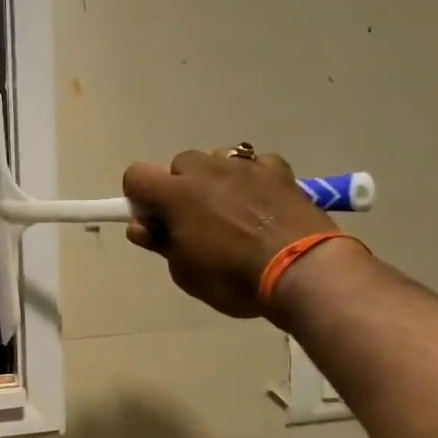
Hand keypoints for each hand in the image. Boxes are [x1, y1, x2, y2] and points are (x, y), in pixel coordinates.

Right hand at [122, 148, 337, 318]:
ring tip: (234, 211)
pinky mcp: (278, 170)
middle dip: (181, 188)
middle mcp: (206, 170)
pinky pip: (255, 164)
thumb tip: (142, 226)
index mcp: (176, 194)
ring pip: (217, 159)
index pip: (136, 175)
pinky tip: (263, 203)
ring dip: (216, 180)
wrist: (302, 270)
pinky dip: (253, 180)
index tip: (153, 220)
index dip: (139, 196)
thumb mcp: (185, 272)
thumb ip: (160, 243)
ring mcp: (244, 166)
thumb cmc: (234, 278)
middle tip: (197, 222)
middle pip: (179, 165)